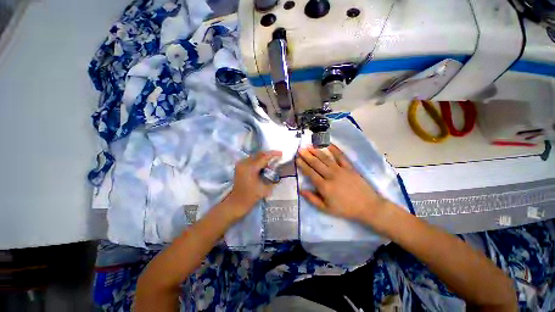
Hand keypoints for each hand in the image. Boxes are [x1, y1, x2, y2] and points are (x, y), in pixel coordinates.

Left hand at [224, 150, 282, 222]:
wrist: (237, 202)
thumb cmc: (251, 196)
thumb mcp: (265, 189)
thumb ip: (273, 179)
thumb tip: (278, 173)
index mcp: (251, 168)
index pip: (264, 157)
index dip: (273, 154)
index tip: (281, 153)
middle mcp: (244, 163)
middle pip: (259, 154)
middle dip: (268, 154)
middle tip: (277, 156)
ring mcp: (241, 164)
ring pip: (255, 156)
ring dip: (263, 158)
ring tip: (270, 163)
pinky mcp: (239, 166)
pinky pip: (250, 160)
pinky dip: (257, 161)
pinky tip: (263, 166)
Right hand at [296, 144, 388, 224]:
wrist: (368, 206)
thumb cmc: (345, 209)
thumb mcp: (326, 209)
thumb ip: (312, 199)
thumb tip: (301, 190)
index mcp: (324, 186)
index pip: (310, 173)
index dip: (303, 165)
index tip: (297, 159)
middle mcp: (331, 176)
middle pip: (316, 163)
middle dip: (307, 156)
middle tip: (300, 149)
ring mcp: (340, 170)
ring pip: (326, 158)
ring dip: (317, 151)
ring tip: (309, 146)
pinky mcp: (349, 167)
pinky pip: (341, 156)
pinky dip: (334, 150)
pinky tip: (328, 144)